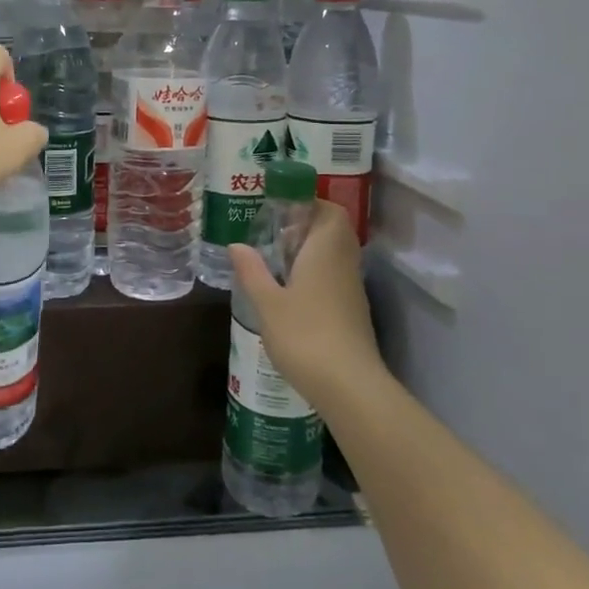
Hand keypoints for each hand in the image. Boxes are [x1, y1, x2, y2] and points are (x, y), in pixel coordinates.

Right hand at [228, 201, 385, 415]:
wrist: (349, 386)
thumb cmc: (305, 335)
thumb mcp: (267, 302)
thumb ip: (251, 270)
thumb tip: (236, 244)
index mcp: (325, 251)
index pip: (329, 210)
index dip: (309, 203)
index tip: (281, 207)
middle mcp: (344, 263)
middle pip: (334, 230)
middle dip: (307, 225)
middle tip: (275, 234)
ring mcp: (351, 289)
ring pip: (336, 255)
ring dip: (311, 251)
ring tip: (277, 261)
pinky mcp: (352, 312)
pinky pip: (335, 276)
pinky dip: (316, 273)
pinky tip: (291, 292)